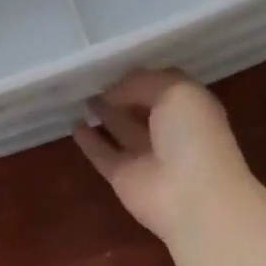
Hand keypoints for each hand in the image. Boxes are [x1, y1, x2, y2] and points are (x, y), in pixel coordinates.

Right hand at [72, 70, 253, 242]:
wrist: (192, 197)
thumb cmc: (192, 136)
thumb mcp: (176, 92)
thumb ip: (142, 83)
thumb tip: (111, 93)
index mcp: (190, 107)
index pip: (162, 85)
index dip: (141, 77)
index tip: (117, 68)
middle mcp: (169, 130)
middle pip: (141, 108)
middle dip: (121, 94)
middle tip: (93, 81)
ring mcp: (145, 156)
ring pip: (121, 129)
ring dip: (104, 115)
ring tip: (81, 100)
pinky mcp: (123, 177)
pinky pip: (103, 154)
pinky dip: (89, 142)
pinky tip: (74, 126)